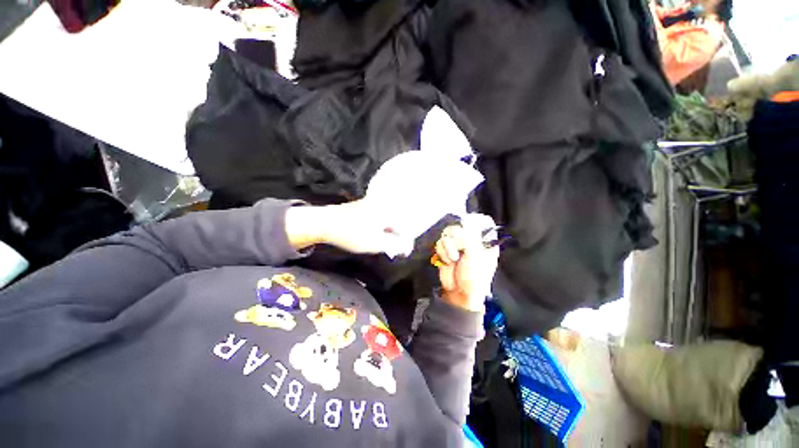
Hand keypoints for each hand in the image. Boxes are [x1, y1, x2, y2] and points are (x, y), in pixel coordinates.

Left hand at [284, 200, 413, 255]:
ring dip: (389, 231)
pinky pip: (380, 216)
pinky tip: (375, 234)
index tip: (403, 252)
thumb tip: (406, 247)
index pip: (405, 226)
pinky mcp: (364, 206)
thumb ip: (394, 245)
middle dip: (398, 235)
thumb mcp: (375, 243)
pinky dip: (381, 226)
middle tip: (394, 248)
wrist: (325, 223)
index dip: (406, 240)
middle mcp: (383, 204)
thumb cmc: (351, 233)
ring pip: (388, 219)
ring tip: (385, 242)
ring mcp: (372, 203)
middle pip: (398, 221)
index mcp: (388, 211)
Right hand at [434, 215, 499, 311]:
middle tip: (458, 252)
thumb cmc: (474, 277)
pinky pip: (440, 242)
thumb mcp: (475, 256)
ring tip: (452, 259)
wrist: (459, 293)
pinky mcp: (446, 250)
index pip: (479, 223)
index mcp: (484, 241)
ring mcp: (457, 245)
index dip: (472, 224)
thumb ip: (469, 237)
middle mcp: (471, 240)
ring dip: (447, 248)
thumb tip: (464, 222)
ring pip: (447, 234)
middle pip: (459, 226)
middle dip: (455, 240)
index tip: (466, 233)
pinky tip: (447, 261)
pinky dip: (442, 252)